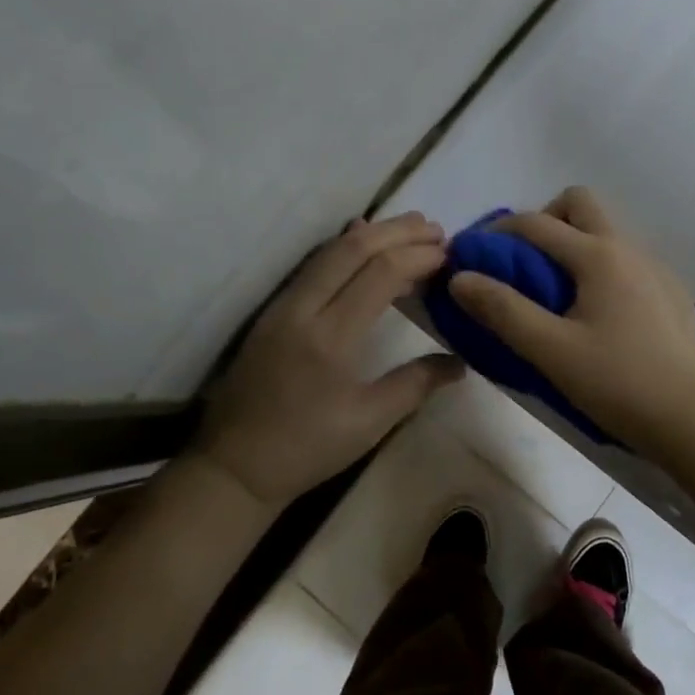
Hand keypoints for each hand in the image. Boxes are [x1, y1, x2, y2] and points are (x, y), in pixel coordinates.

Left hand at [192, 212, 465, 507]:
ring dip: (373, 233)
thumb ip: (416, 384)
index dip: (418, 256)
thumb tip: (460, 363)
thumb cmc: (306, 448)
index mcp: (331, 337)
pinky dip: (345, 247)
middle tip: (437, 230)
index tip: (450, 255)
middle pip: (354, 248)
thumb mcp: (369, 422)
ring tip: (411, 229)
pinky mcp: (273, 311)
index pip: (380, 273)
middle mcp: (304, 308)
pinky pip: (314, 265)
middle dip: (399, 231)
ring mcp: (283, 305)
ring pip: (330, 250)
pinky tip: (361, 241)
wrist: (234, 465)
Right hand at [447, 187, 694, 459]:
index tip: (472, 255)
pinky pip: (627, 260)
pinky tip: (600, 316)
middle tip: (526, 264)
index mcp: (597, 255)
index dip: (496, 233)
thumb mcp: (550, 350)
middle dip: (545, 221)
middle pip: (579, 204)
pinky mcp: (672, 292)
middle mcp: (629, 248)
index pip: (535, 223)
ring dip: (575, 244)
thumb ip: (502, 310)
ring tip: (559, 294)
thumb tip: (461, 278)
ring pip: (607, 231)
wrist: (694, 419)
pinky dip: (602, 269)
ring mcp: (656, 268)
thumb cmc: (618, 382)